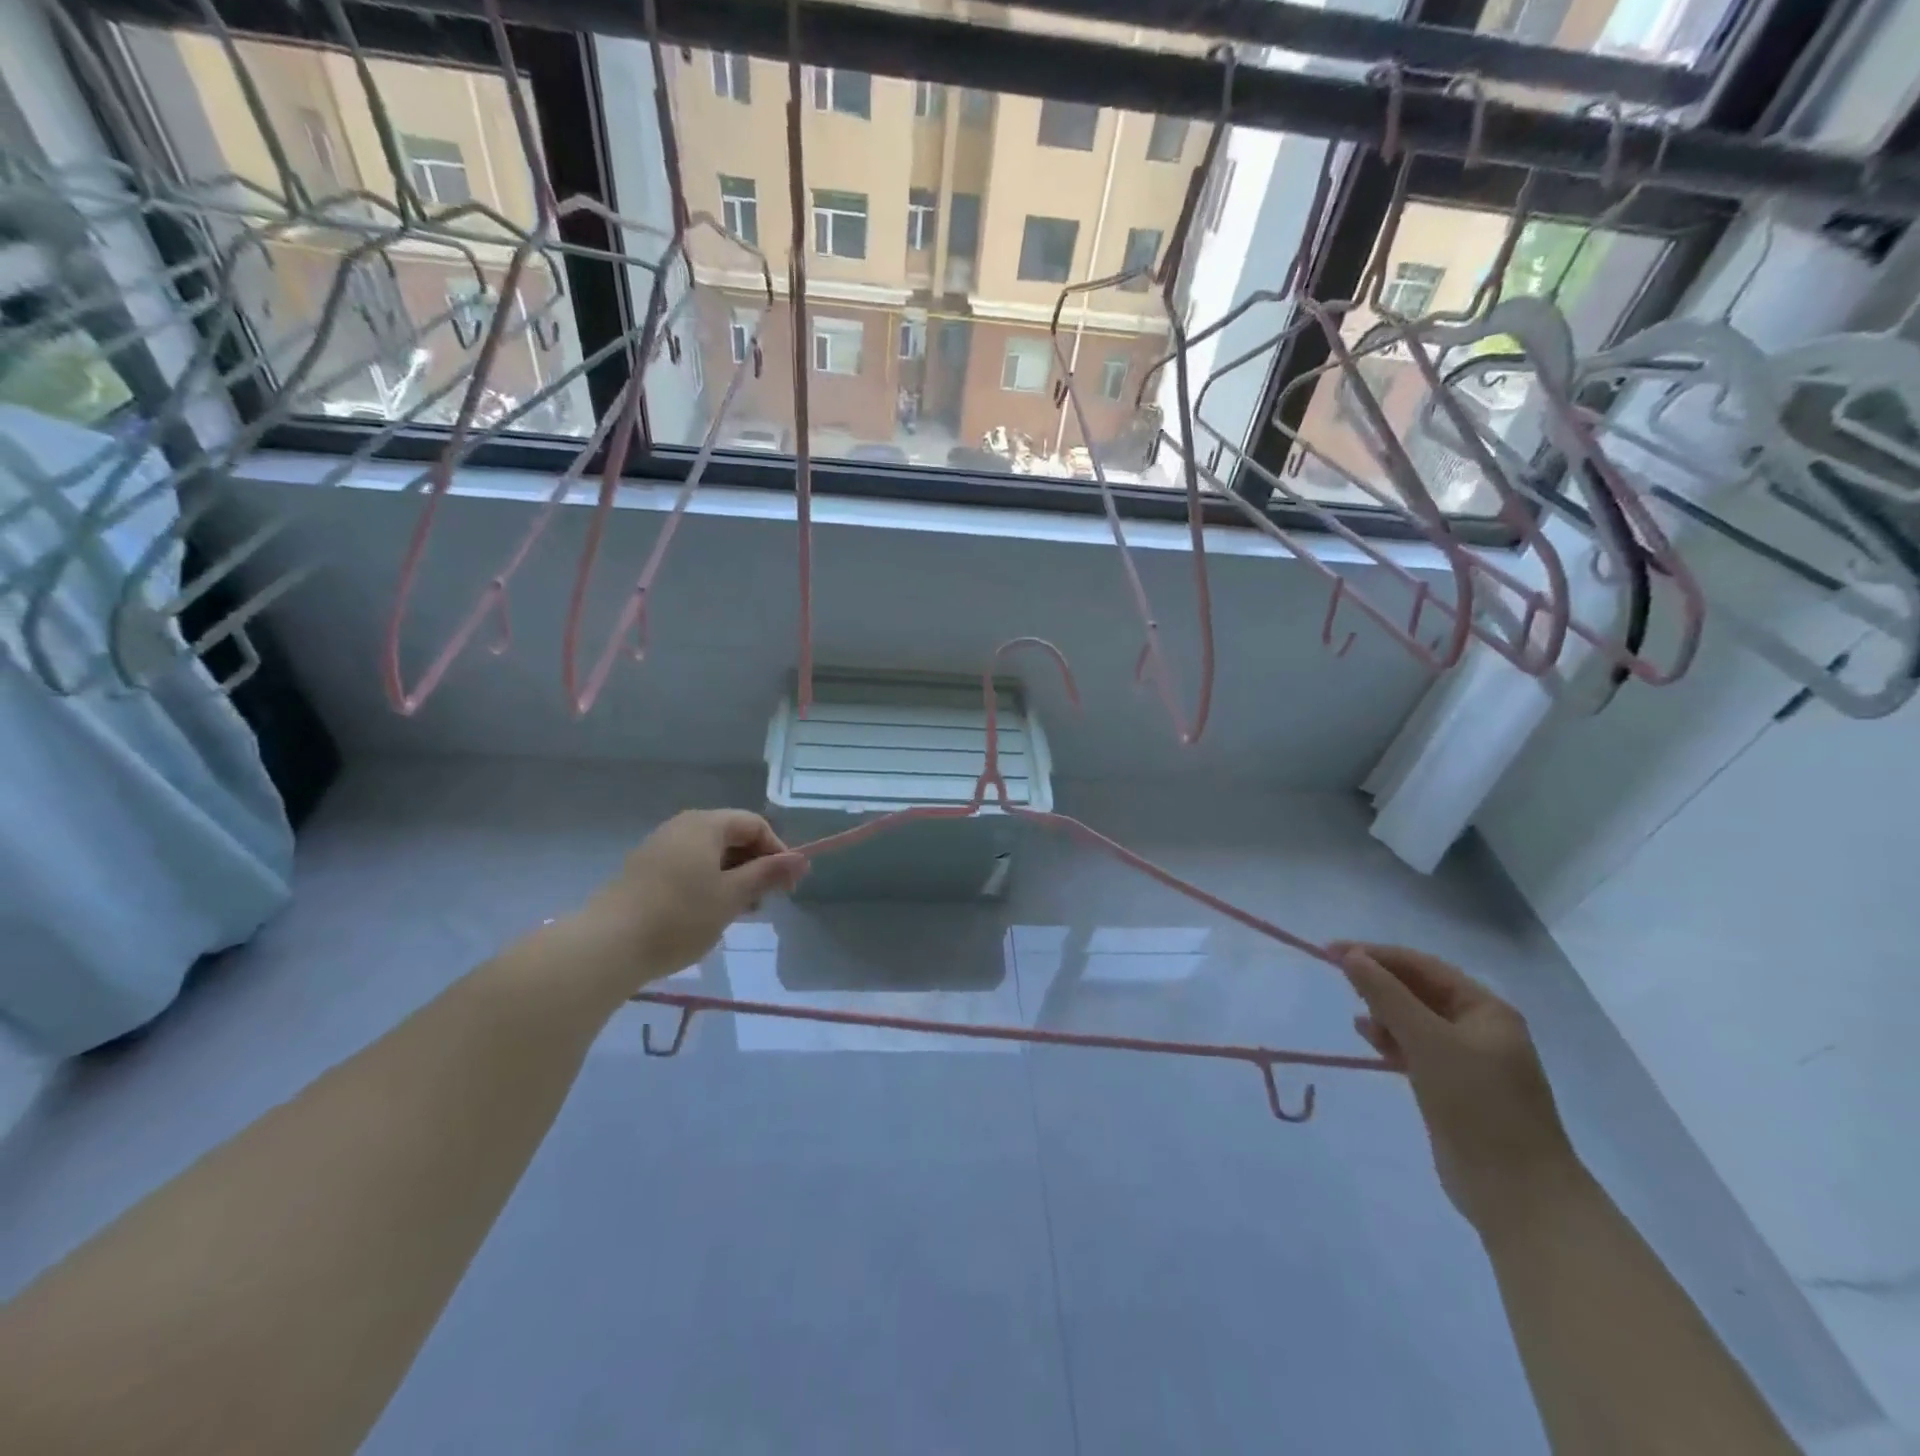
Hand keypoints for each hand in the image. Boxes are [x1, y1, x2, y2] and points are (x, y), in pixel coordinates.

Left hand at [573, 811, 808, 990]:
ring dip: (732, 878)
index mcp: (706, 824)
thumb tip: (802, 859)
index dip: (778, 851)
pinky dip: (707, 883)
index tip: (787, 886)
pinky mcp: (643, 870)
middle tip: (764, 902)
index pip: (755, 824)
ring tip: (737, 912)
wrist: (607, 946)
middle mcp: (682, 826)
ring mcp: (659, 847)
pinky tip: (706, 914)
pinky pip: (688, 867)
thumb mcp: (732, 896)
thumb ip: (768, 874)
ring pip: (709, 854)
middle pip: (732, 836)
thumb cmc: (679, 916)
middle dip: (755, 865)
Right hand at [1333, 942, 1579, 1236]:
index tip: (1332, 951)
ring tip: (1354, 1010)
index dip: (1377, 954)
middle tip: (1337, 976)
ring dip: (1383, 1009)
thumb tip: (1350, 955)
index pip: (1423, 966)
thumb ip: (1387, 995)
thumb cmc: (1478, 1104)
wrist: (1517, 1193)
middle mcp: (1479, 1028)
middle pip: (1419, 990)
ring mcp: (1466, 1060)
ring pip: (1414, 1019)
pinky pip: (1414, 1047)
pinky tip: (1368, 1036)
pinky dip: (1390, 1038)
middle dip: (1380, 980)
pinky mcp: (1450, 1087)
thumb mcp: (1428, 1042)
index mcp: (1486, 1010)